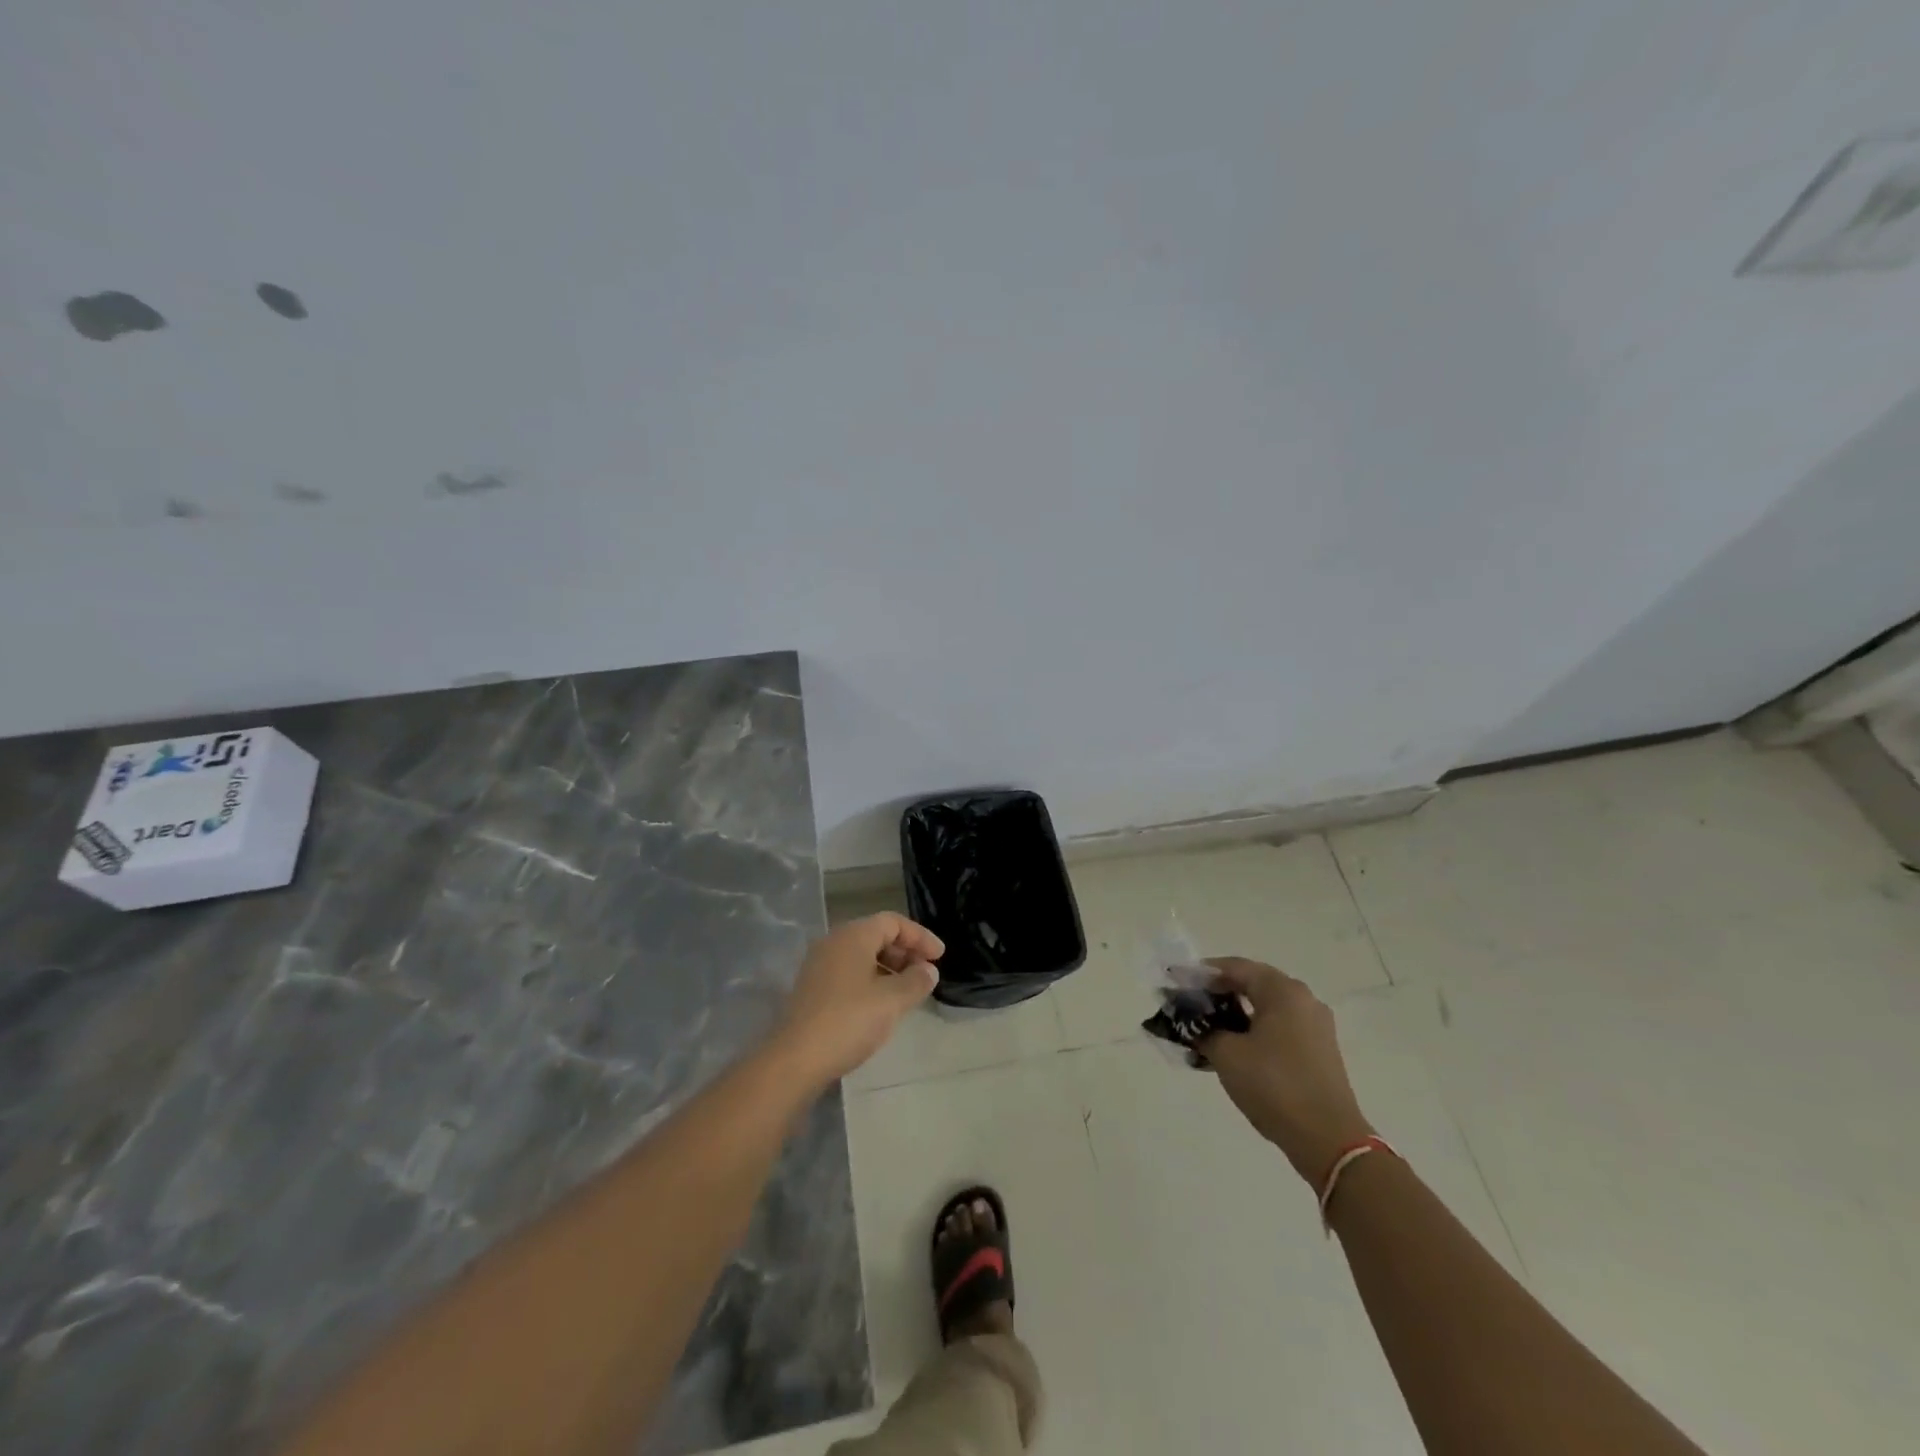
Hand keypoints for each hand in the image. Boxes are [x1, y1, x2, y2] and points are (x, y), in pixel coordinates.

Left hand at [771, 913, 943, 1088]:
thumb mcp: (892, 1000)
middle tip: (925, 974)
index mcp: (853, 935)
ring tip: (908, 992)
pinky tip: (881, 1005)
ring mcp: (819, 965)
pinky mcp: (812, 989)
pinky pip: (849, 973)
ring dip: (889, 968)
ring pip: (862, 955)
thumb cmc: (849, 1020)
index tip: (940, 957)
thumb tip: (928, 970)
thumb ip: (916, 981)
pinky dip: (871, 980)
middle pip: (876, 935)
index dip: (920, 936)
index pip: (893, 922)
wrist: (795, 1059)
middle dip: (905, 952)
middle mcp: (833, 942)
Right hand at [1198, 956, 1373, 1183]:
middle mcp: (1303, 1000)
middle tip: (1188, 1006)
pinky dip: (1252, 1032)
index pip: (1234, 967)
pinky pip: (1278, 1029)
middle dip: (1217, 993)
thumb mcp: (1227, 1054)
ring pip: (1265, 1009)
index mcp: (1283, 991)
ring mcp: (1315, 1027)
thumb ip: (1203, 1028)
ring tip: (1204, 1031)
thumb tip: (1191, 1021)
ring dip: (1234, 1015)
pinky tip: (1231, 1050)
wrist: (1329, 1140)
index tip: (1175, 982)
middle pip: (1252, 984)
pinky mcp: (1319, 1051)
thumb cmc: (1274, 1085)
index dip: (1201, 973)